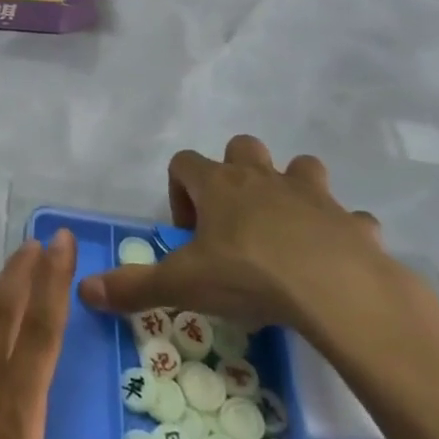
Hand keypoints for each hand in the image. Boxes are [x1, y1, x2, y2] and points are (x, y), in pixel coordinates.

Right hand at [78, 136, 387, 333]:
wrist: (339, 291)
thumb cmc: (249, 275)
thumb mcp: (183, 285)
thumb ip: (134, 286)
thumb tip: (85, 290)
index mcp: (218, 185)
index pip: (183, 163)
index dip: (179, 192)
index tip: (187, 234)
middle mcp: (262, 178)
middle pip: (242, 148)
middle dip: (236, 174)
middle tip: (234, 222)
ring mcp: (312, 196)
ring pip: (301, 168)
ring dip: (293, 191)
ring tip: (286, 232)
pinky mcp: (353, 223)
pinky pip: (349, 218)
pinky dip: (342, 232)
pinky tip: (335, 261)